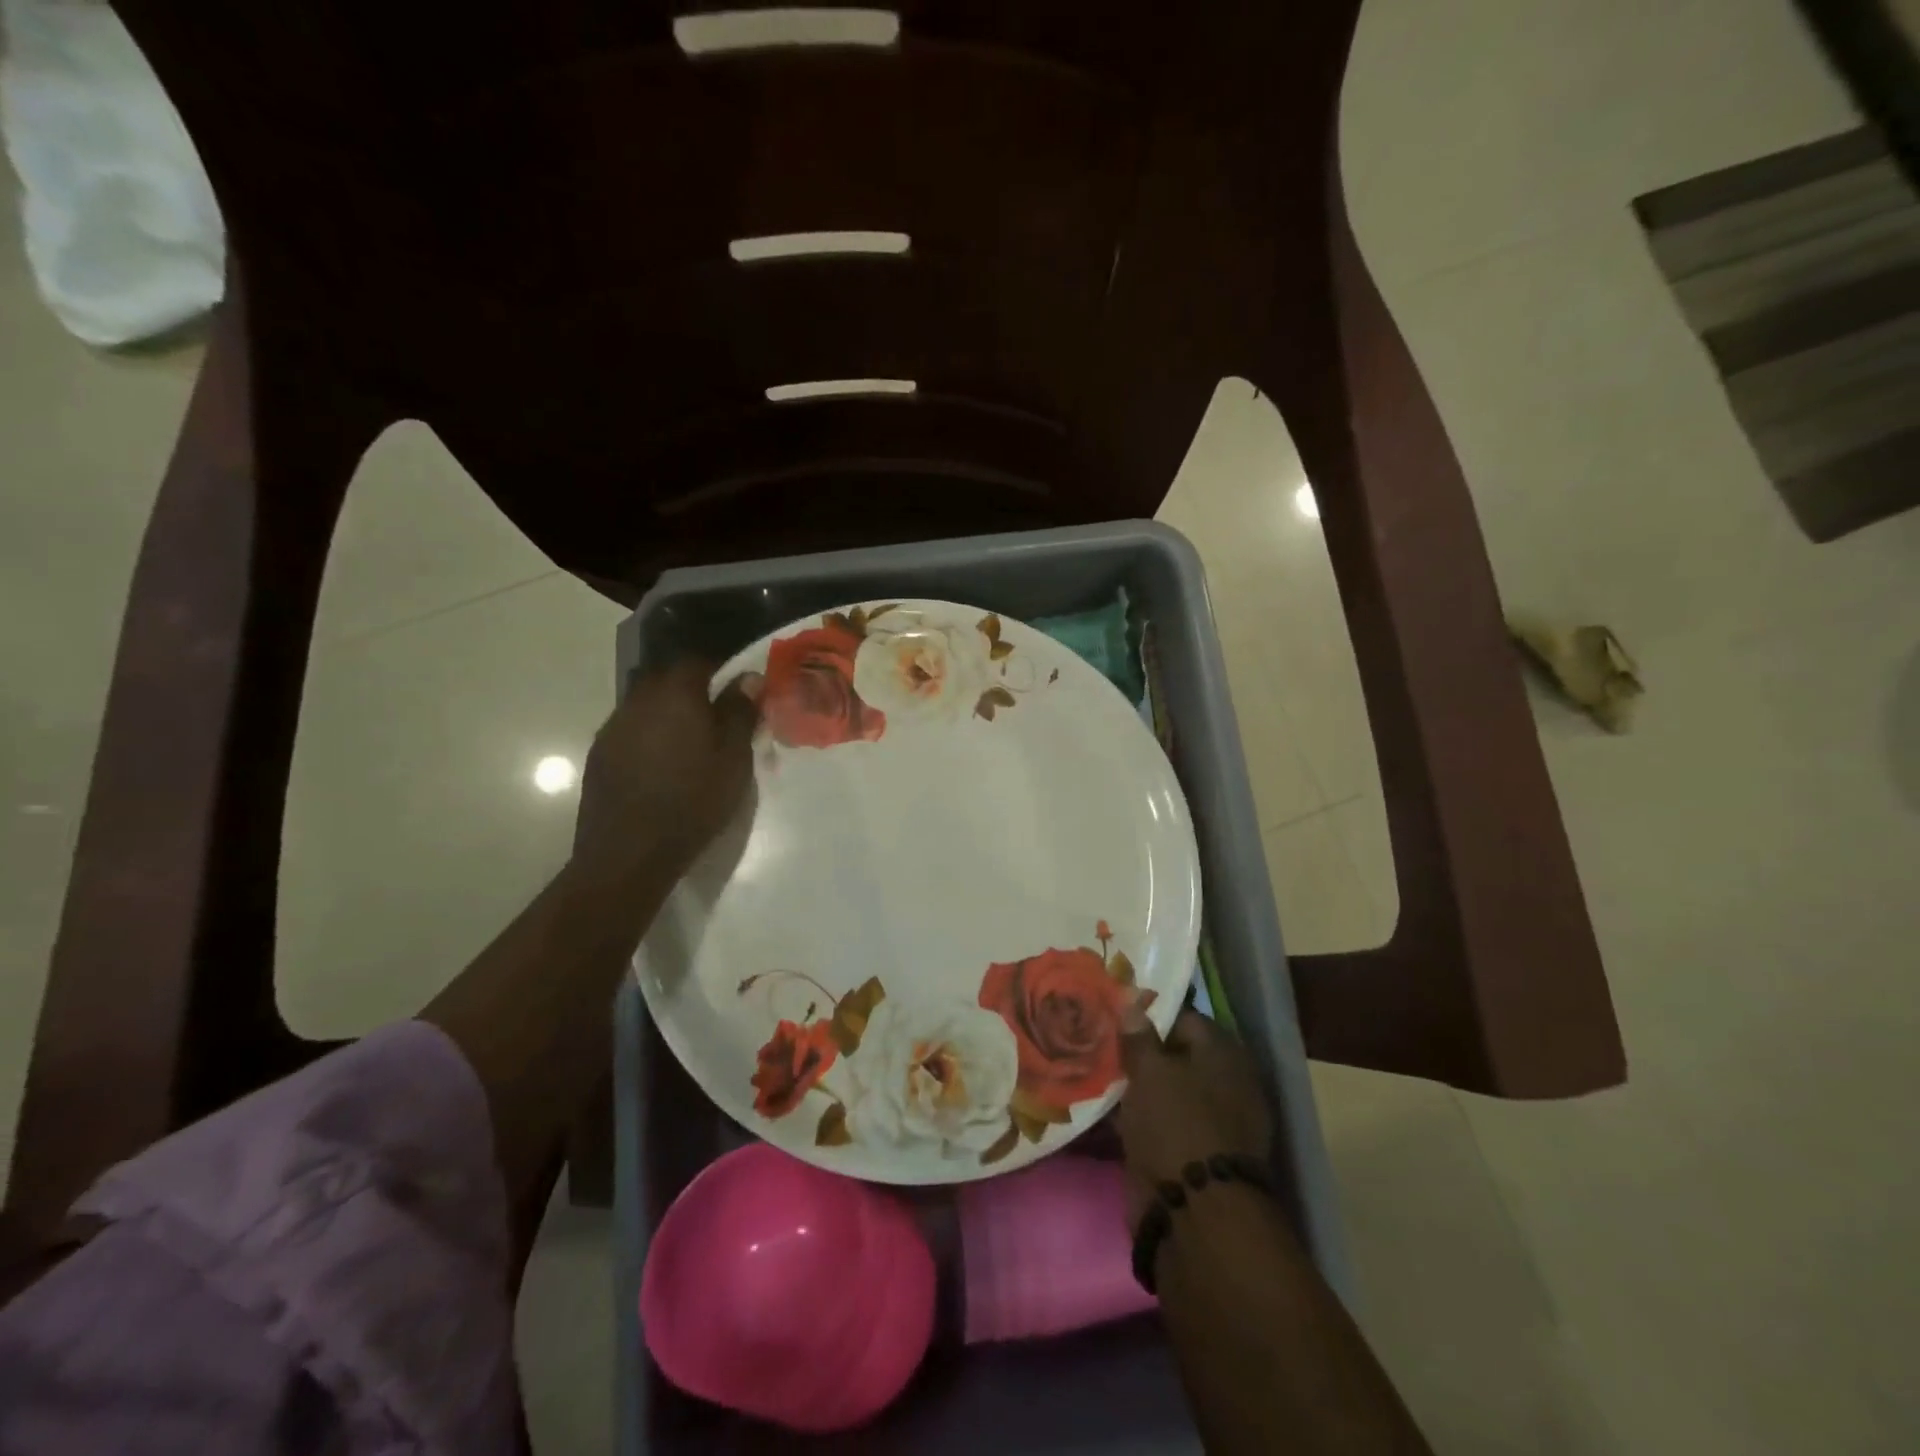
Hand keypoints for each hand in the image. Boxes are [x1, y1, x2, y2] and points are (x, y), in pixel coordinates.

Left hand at [573, 660, 759, 883]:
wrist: (629, 853)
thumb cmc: (693, 801)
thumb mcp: (733, 758)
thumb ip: (740, 712)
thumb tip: (748, 677)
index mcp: (675, 693)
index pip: (698, 661)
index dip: (721, 671)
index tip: (739, 694)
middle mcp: (638, 699)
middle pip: (667, 679)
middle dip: (693, 691)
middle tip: (717, 720)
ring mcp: (613, 726)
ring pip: (647, 704)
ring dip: (669, 714)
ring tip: (690, 745)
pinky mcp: (599, 754)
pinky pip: (631, 730)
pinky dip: (650, 737)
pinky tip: (662, 766)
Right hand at [1117, 1007, 1272, 1229]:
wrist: (1194, 1213)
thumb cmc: (1175, 1123)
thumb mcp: (1150, 1070)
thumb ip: (1139, 1036)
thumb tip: (1133, 1004)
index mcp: (1224, 1054)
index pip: (1183, 1019)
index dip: (1148, 1015)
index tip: (1115, 1015)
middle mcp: (1224, 1084)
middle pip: (1174, 1056)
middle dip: (1139, 1053)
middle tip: (1099, 1042)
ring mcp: (1210, 1122)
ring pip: (1165, 1091)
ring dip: (1135, 1087)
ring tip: (1094, 1072)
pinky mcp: (1193, 1154)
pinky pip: (1161, 1123)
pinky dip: (1137, 1117)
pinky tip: (1105, 1110)